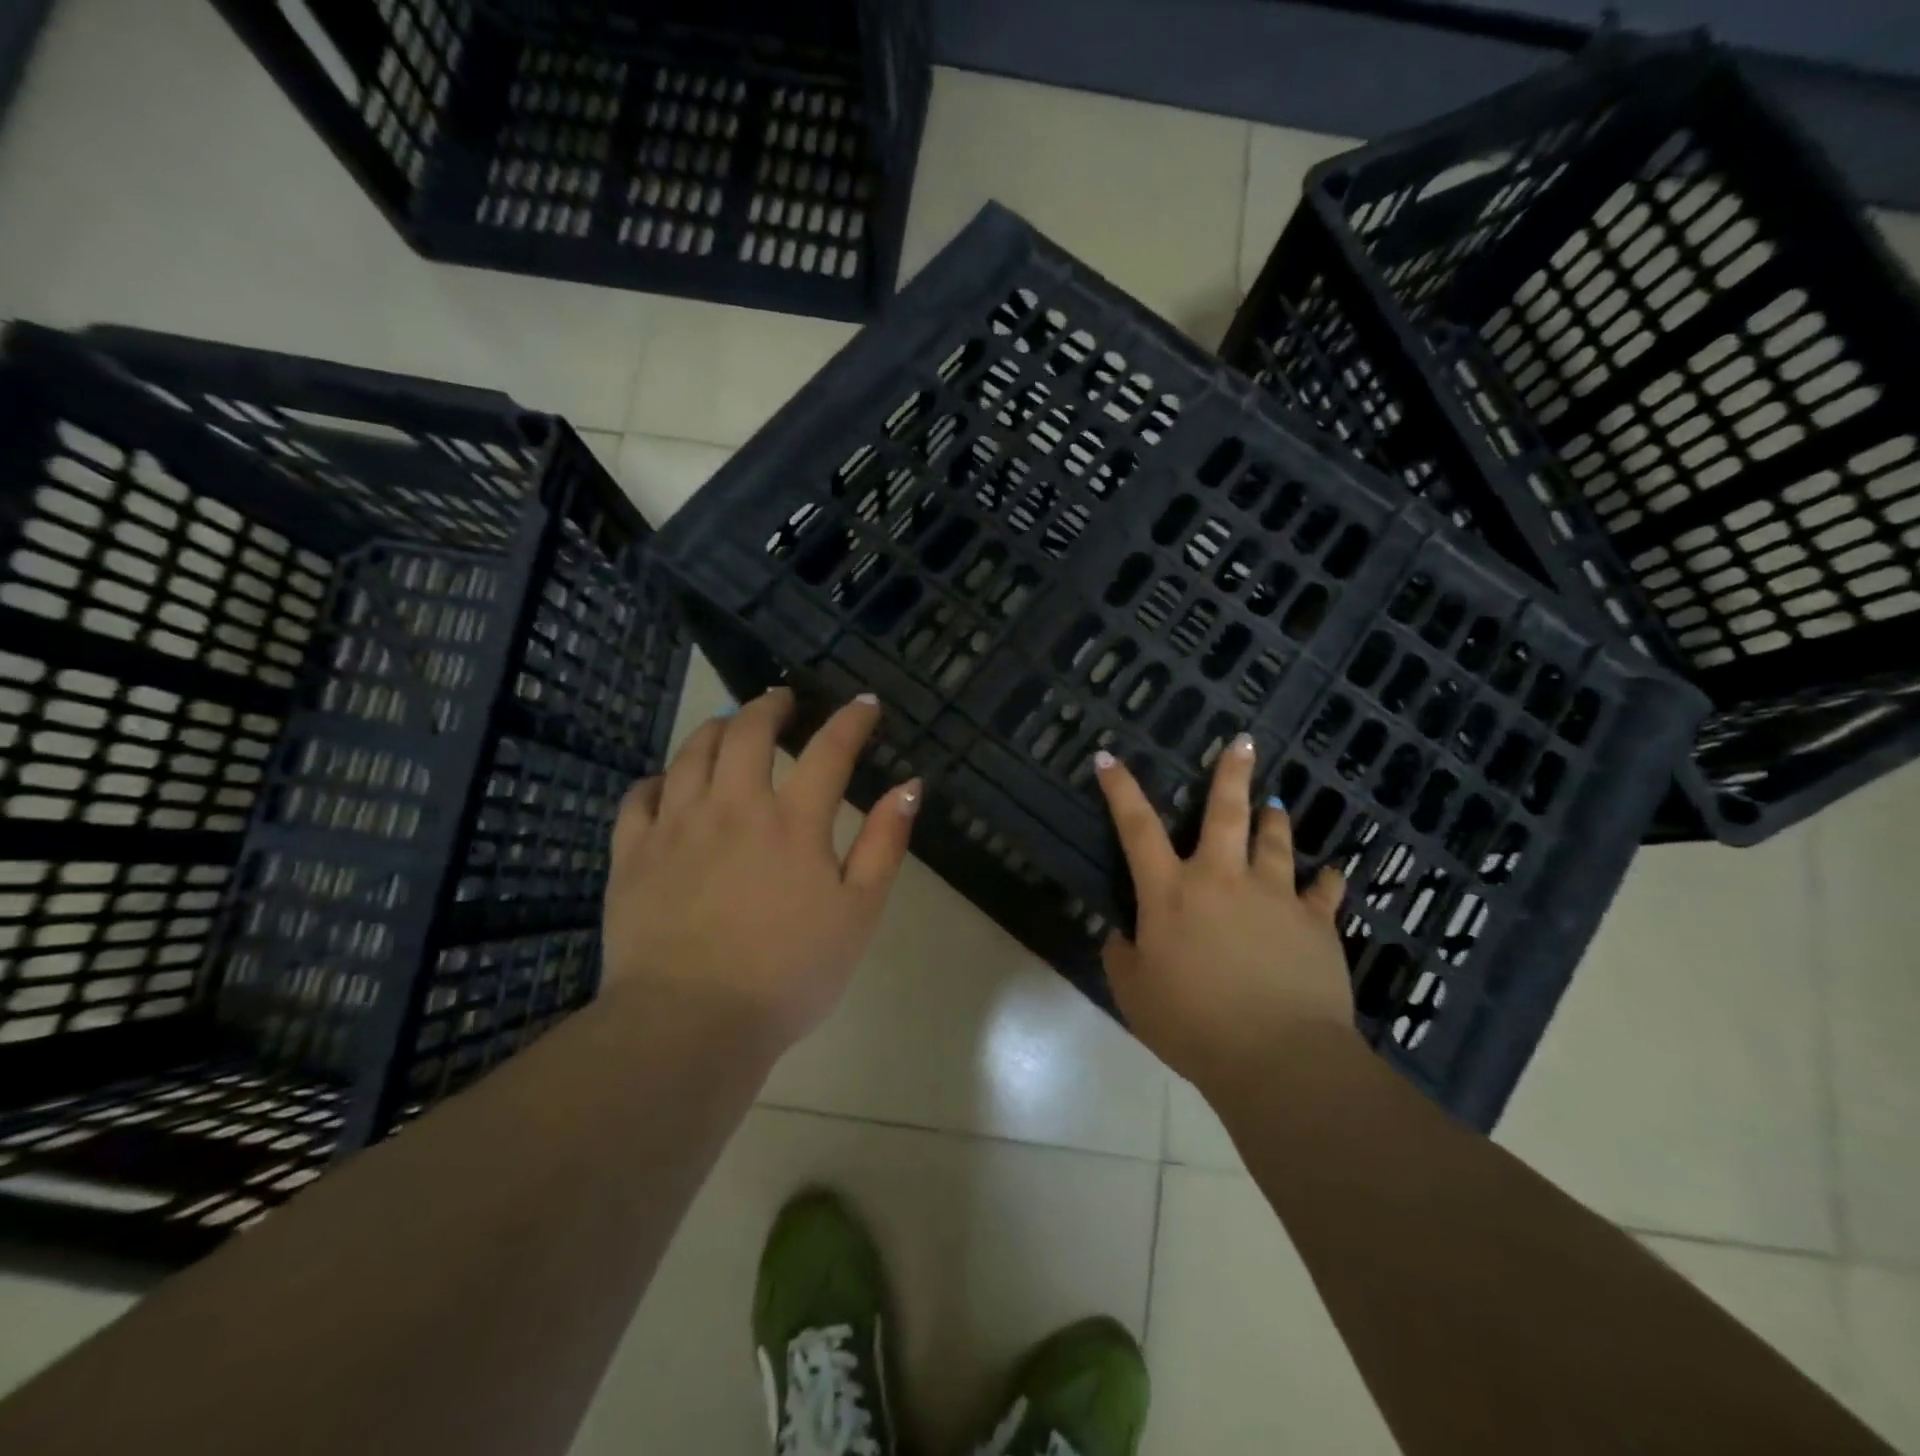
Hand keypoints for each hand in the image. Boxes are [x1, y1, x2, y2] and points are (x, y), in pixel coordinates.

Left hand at [602, 688, 920, 1054]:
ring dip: (715, 728)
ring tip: (728, 724)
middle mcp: (733, 806)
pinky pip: (640, 796)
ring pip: (692, 753)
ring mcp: (676, 826)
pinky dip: (659, 779)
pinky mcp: (632, 853)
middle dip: (770, 706)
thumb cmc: (789, 973)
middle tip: (782, 699)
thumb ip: (885, 844)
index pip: (829, 750)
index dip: (851, 720)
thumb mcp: (859, 912)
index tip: (864, 704)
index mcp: (793, 821)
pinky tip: (668, 782)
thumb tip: (910, 786)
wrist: (690, 1024)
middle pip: (748, 732)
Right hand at [1095, 735, 1353, 1096]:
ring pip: (1275, 842)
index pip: (1136, 828)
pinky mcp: (1316, 922)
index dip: (1120, 789)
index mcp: (1170, 893)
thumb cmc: (1193, 1025)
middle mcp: (1221, 879)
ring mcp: (1274, 896)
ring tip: (1277, 804)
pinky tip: (1331, 873)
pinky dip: (1326, 880)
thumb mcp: (1135, 995)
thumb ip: (1122, 957)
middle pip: (1224, 813)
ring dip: (1274, 819)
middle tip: (1243, 742)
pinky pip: (1325, 891)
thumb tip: (1122, 935)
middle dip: (1230, 774)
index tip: (1110, 756)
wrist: (1278, 1058)